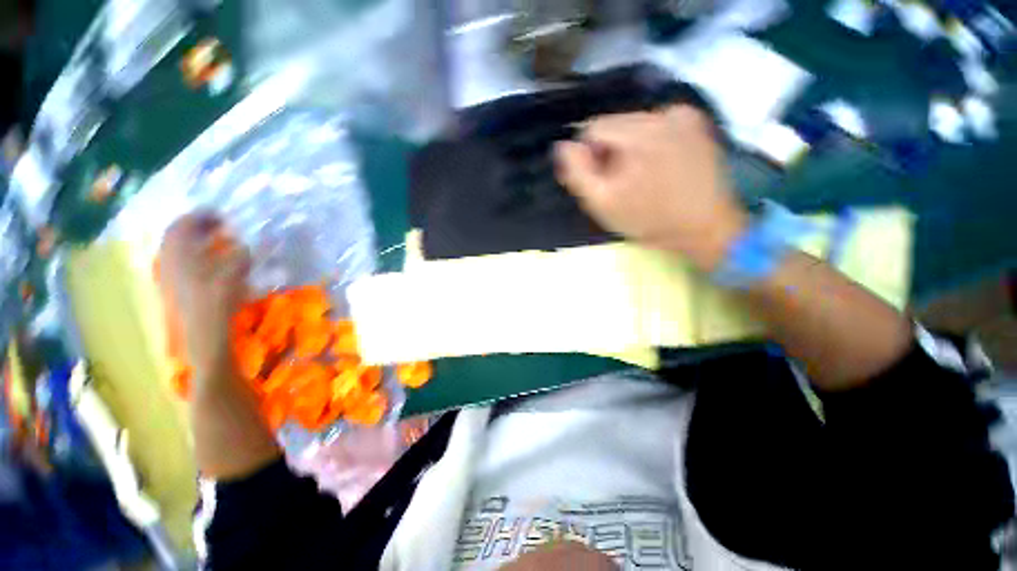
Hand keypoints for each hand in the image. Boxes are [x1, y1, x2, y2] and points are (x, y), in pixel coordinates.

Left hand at [158, 213, 250, 380]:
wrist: (204, 339)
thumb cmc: (217, 305)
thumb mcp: (233, 275)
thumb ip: (239, 256)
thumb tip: (246, 244)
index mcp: (179, 256)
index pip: (182, 226)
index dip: (200, 217)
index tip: (222, 216)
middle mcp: (169, 263)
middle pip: (176, 236)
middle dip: (196, 227)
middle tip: (220, 226)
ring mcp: (170, 278)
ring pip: (177, 251)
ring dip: (196, 242)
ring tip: (218, 243)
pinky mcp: (175, 290)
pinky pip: (181, 264)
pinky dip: (196, 257)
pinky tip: (212, 264)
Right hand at [554, 106, 747, 271]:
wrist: (705, 227)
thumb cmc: (649, 220)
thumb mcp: (603, 203)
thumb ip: (578, 172)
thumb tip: (563, 146)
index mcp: (638, 133)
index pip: (593, 128)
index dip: (589, 156)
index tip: (600, 180)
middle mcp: (662, 113)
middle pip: (616, 124)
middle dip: (610, 152)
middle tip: (622, 182)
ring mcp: (684, 115)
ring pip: (636, 125)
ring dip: (630, 148)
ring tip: (642, 177)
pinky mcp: (697, 123)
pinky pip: (658, 125)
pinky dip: (651, 143)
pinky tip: (660, 165)